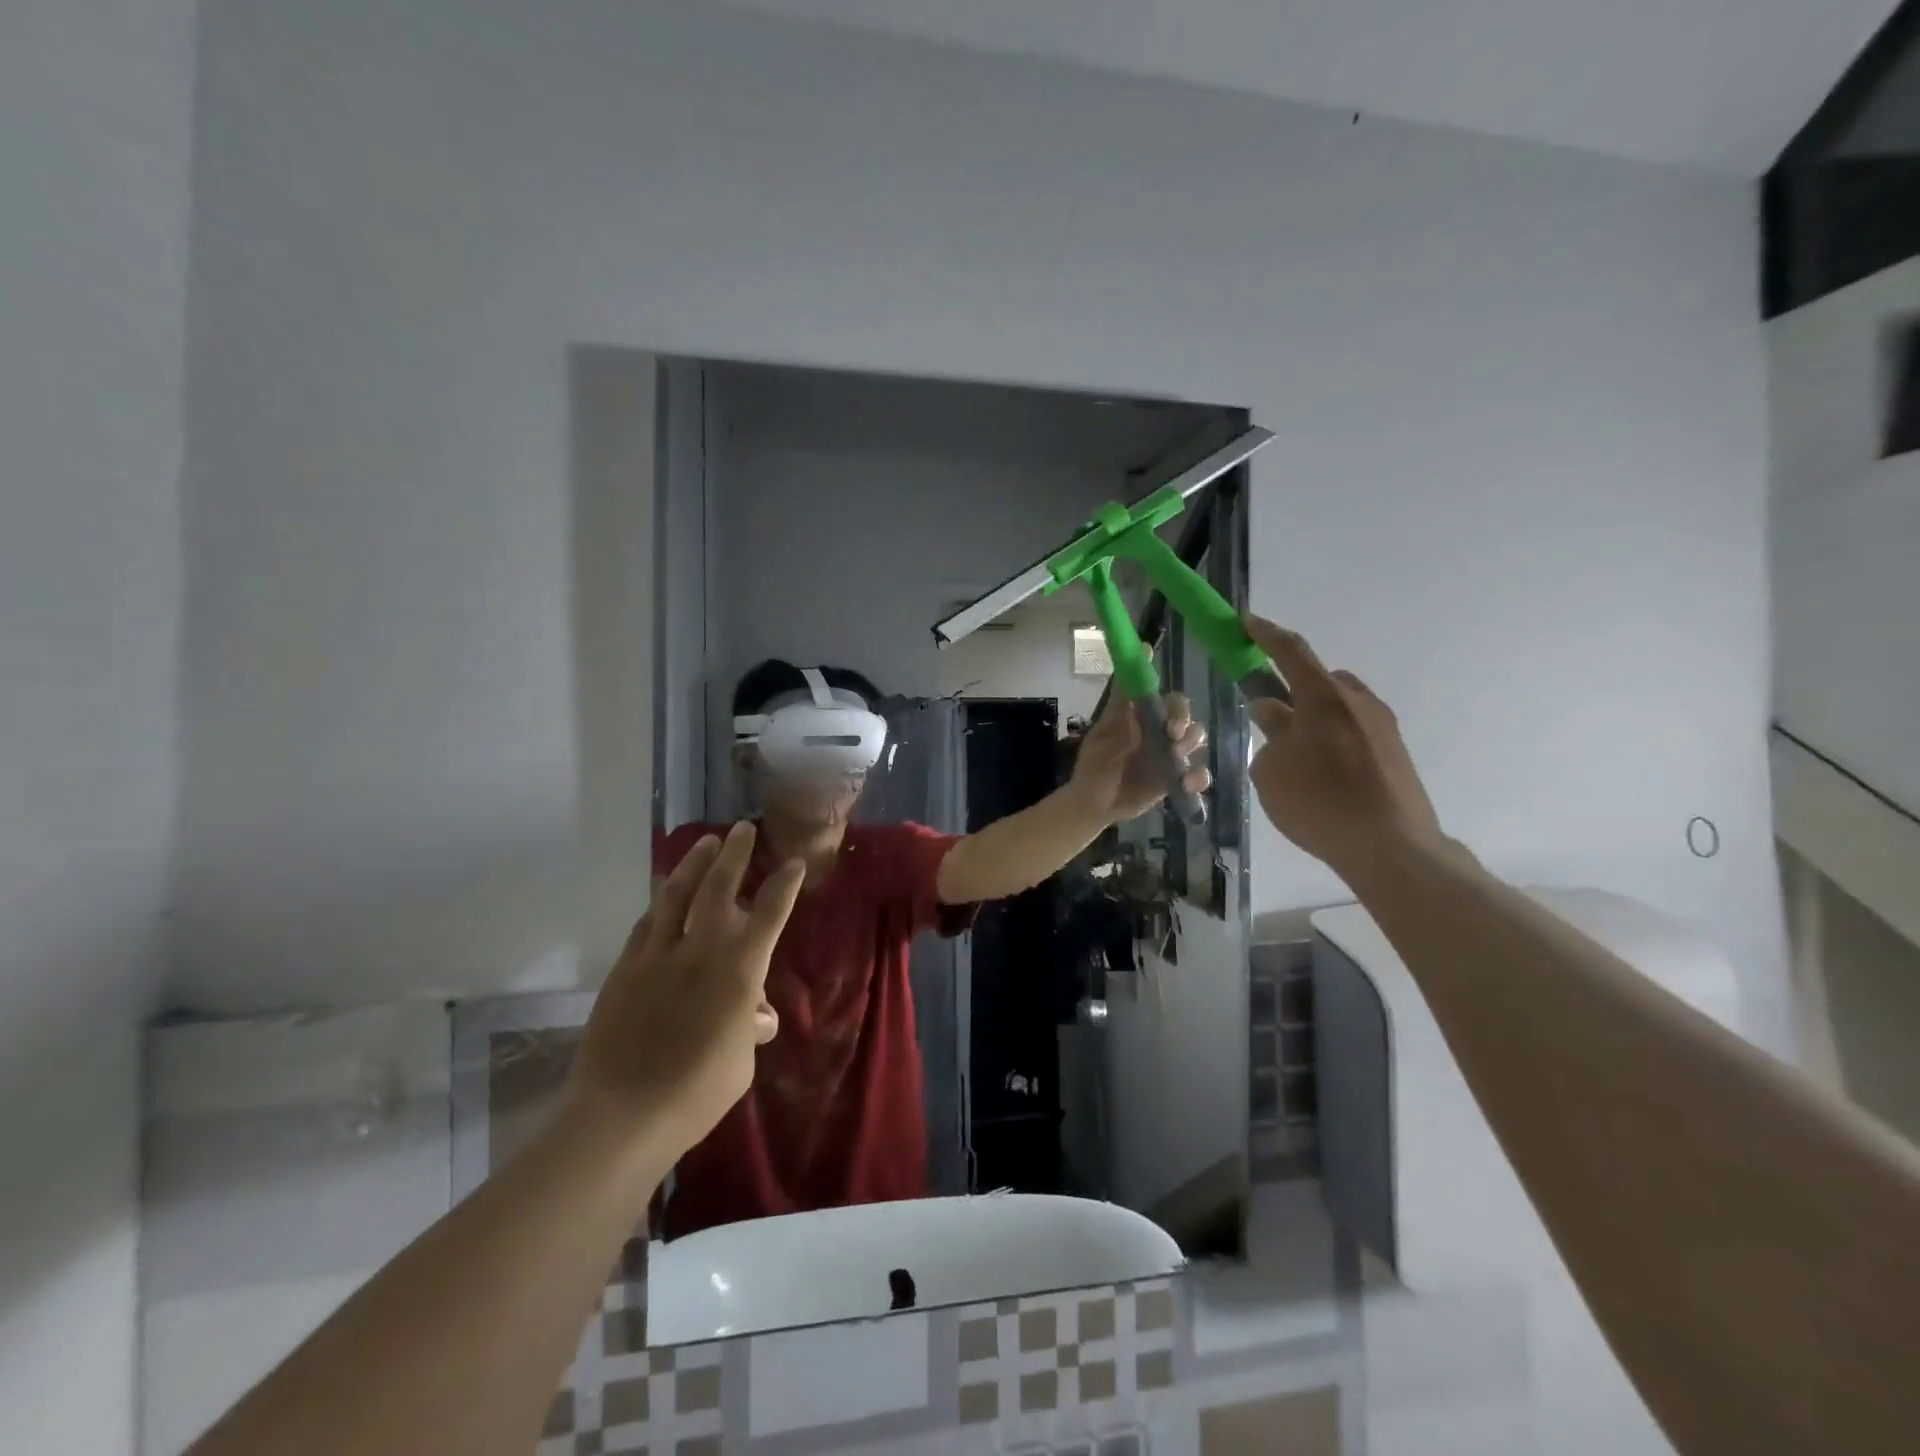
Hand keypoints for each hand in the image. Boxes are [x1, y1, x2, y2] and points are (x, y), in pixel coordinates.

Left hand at [568, 823, 803, 1154]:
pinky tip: (663, 897)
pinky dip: (660, 904)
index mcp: (740, 969)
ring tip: (705, 844)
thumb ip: (749, 1028)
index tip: (793, 863)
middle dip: (735, 854)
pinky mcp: (626, 968)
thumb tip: (756, 1015)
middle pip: (720, 887)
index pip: (771, 912)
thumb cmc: (697, 1092)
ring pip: (676, 894)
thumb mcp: (740, 1061)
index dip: (784, 884)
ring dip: (694, 865)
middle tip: (741, 829)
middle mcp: (702, 949)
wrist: (623, 1113)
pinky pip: (647, 924)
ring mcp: (658, 954)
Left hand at [1067, 691, 1208, 824]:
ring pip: (1194, 735)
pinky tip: (1186, 784)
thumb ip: (1117, 737)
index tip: (1161, 705)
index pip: (1154, 694)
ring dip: (1191, 741)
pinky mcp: (1176, 777)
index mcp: (1134, 717)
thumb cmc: (1092, 771)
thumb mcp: (1097, 751)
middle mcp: (1155, 730)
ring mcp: (1167, 753)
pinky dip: (1198, 777)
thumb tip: (1136, 720)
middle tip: (1172, 733)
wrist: (1095, 807)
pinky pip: (1198, 774)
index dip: (1159, 693)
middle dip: (1182, 717)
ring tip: (1176, 756)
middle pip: (1180, 710)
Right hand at [1242, 616, 1446, 881]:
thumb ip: (1270, 734)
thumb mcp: (1271, 770)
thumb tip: (1274, 714)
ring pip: (1338, 707)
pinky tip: (1321, 777)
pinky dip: (1332, 740)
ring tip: (1295, 754)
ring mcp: (1382, 727)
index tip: (1246, 622)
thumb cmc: (1318, 802)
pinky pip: (1354, 732)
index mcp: (1323, 697)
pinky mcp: (1395, 753)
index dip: (1265, 634)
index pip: (1290, 651)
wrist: (1390, 846)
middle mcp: (1357, 702)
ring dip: (1314, 717)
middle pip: (1319, 680)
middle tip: (1269, 713)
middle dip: (1292, 687)